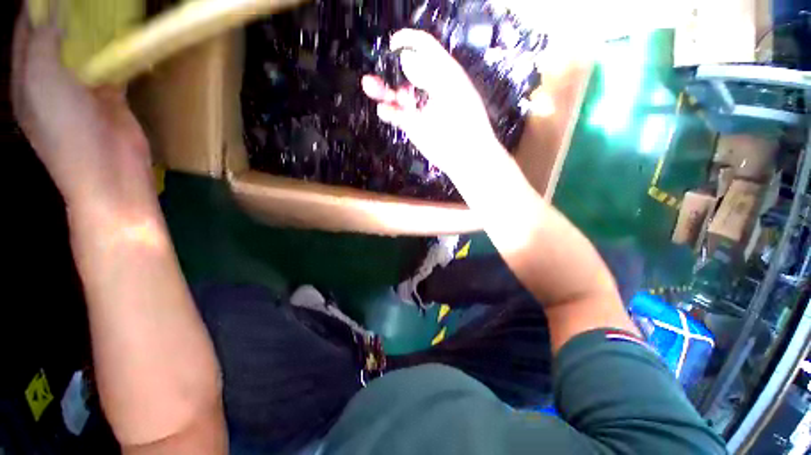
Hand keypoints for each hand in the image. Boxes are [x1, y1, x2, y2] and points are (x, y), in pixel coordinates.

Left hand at [12, 6, 151, 213]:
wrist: (109, 171)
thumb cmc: (65, 131)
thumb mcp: (41, 83)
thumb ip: (43, 44)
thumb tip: (53, 9)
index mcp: (28, 77)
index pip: (28, 31)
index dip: (37, 6)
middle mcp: (53, 78)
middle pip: (56, 36)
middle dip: (66, 12)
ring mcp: (83, 88)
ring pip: (85, 49)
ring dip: (91, 29)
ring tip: (101, 7)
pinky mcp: (112, 96)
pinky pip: (111, 66)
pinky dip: (115, 51)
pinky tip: (122, 34)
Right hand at [361, 29, 502, 178]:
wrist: (465, 154)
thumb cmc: (466, 122)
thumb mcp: (450, 91)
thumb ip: (428, 73)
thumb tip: (407, 57)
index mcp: (443, 73)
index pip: (424, 48)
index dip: (408, 42)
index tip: (393, 44)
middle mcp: (429, 88)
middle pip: (404, 71)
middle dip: (390, 68)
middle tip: (379, 70)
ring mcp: (419, 107)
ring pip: (396, 93)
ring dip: (383, 89)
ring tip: (370, 86)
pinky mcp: (413, 125)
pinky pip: (395, 114)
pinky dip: (387, 111)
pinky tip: (384, 110)